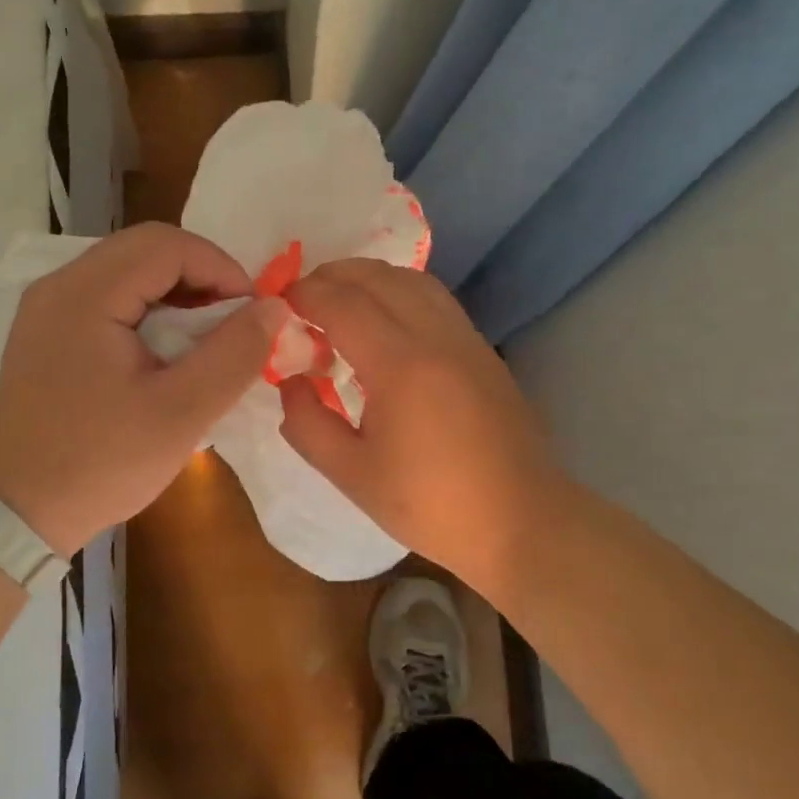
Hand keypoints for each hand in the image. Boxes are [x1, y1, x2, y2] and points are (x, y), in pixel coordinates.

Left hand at [0, 223, 287, 555]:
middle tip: (234, 326)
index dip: (222, 269)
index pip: (168, 244)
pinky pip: (109, 300)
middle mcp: (60, 286)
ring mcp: (48, 308)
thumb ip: (234, 354)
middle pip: (146, 250)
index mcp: (85, 294)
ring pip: (129, 273)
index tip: (253, 315)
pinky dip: (150, 314)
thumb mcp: (181, 413)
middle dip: (202, 280)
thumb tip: (274, 307)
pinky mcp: (48, 332)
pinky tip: (167, 354)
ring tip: (207, 343)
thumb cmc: (100, 464)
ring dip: (177, 297)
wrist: (15, 512)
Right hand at [279, 259, 562, 593]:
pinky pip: (435, 299)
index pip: (342, 303)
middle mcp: (435, 336)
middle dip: (332, 277)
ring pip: (412, 280)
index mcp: (399, 364)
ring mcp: (465, 339)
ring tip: (341, 303)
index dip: (304, 295)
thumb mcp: (352, 475)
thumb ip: (308, 424)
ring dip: (369, 279)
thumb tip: (292, 381)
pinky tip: (386, 323)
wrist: (519, 521)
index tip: (279, 305)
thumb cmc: (430, 504)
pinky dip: (400, 292)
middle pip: (377, 277)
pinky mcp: (482, 351)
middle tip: (302, 301)